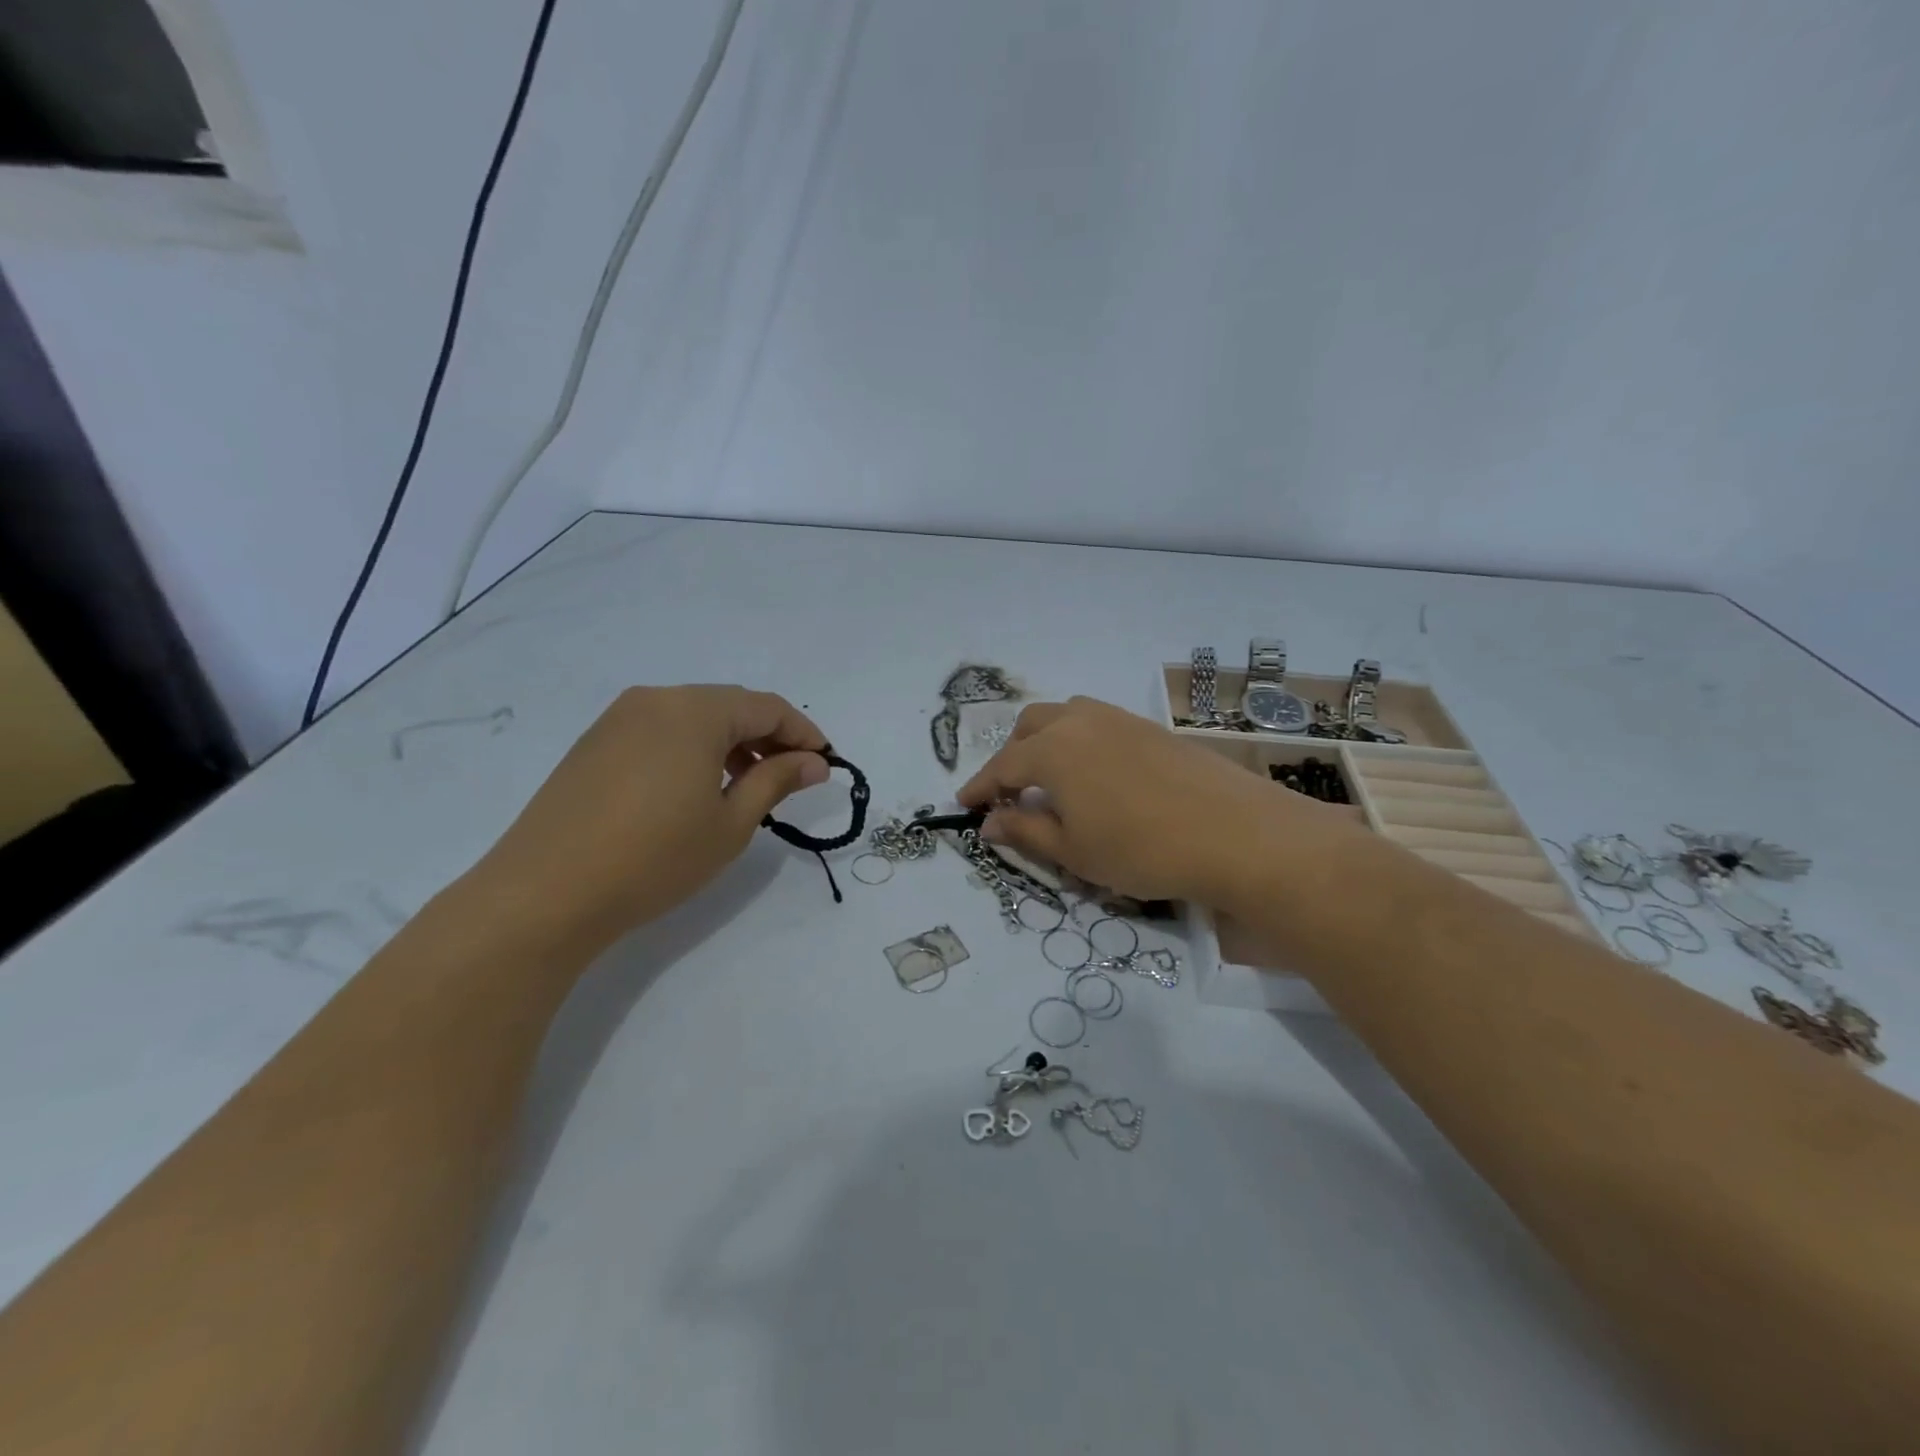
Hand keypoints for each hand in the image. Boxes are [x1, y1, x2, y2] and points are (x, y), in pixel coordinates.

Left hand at [475, 685, 828, 946]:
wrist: (544, 893)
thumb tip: (815, 762)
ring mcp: (619, 718)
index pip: (767, 708)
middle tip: (791, 777)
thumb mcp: (731, 823)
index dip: (803, 733)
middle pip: (730, 706)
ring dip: (730, 743)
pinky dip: (693, 749)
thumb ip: (776, 781)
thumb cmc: (655, 857)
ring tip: (747, 785)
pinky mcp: (594, 742)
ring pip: (694, 717)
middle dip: (767, 737)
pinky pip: (661, 730)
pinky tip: (697, 787)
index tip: (826, 763)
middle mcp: (657, 699)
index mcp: (695, 710)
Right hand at [958, 696, 1358, 904]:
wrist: (1236, 833)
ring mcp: (1119, 719)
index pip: (1003, 766)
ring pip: (1065, 716)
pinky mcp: (1151, 727)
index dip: (981, 788)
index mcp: (1052, 750)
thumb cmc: (1141, 849)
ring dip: (1045, 742)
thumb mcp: (1073, 852)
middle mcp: (1080, 721)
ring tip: (1052, 781)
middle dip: (1012, 757)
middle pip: (1029, 727)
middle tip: (1013, 795)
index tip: (964, 805)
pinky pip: (1098, 722)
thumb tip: (989, 822)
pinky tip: (1096, 775)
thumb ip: (1025, 831)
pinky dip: (1079, 741)